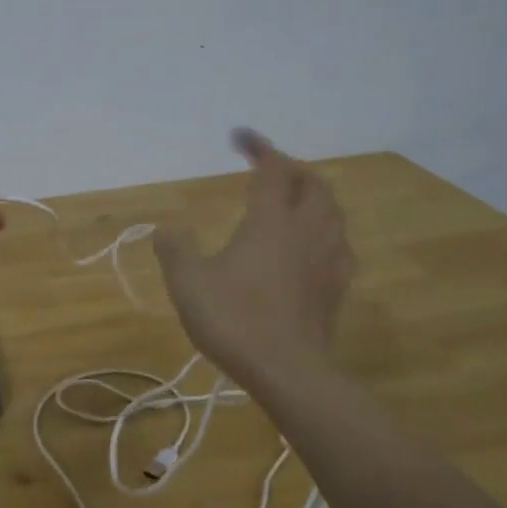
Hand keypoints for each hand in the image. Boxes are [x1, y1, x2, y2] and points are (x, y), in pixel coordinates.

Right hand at [154, 129, 354, 393]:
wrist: (289, 371)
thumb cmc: (235, 319)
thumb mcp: (188, 282)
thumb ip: (174, 249)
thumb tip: (166, 227)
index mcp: (271, 220)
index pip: (272, 169)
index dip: (259, 147)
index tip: (240, 136)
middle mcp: (305, 230)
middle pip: (312, 184)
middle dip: (292, 168)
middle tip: (270, 168)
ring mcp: (327, 259)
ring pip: (332, 212)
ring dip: (315, 196)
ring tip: (296, 199)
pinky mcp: (337, 287)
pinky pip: (340, 244)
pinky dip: (327, 231)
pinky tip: (316, 244)